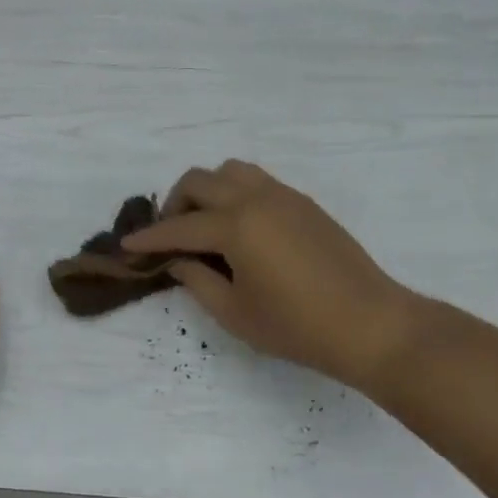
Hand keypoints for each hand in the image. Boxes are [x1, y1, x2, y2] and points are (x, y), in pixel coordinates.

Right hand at [121, 160, 429, 399]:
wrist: (370, 323)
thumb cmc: (297, 326)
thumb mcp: (235, 313)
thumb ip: (197, 281)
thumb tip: (178, 261)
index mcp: (235, 225)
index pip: (179, 227)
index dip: (149, 238)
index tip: (127, 245)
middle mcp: (255, 198)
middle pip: (199, 181)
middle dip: (174, 204)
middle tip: (170, 236)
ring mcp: (283, 195)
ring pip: (230, 171)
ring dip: (207, 190)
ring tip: (205, 225)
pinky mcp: (303, 202)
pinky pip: (257, 181)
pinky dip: (235, 193)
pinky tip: (240, 228)